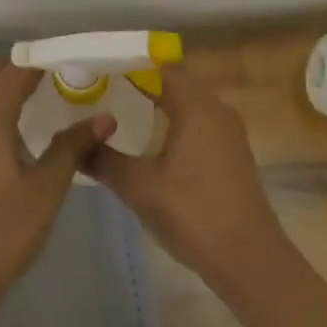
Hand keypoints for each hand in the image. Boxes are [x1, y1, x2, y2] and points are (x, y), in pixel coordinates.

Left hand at [0, 60, 114, 308]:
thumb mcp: (45, 190)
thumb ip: (72, 147)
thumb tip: (105, 117)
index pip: (20, 66)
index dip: (48, 58)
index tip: (78, 58)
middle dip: (29, 65)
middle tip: (65, 75)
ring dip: (10, 82)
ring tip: (47, 93)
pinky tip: (19, 123)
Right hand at [86, 66, 285, 284]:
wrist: (250, 262)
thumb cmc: (193, 213)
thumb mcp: (139, 186)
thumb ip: (104, 158)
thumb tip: (75, 141)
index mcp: (196, 105)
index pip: (159, 66)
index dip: (128, 63)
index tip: (98, 68)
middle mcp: (216, 108)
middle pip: (174, 80)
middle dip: (140, 80)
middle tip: (103, 86)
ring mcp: (228, 131)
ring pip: (188, 101)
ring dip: (158, 100)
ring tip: (121, 108)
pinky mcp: (231, 153)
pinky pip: (198, 120)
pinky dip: (174, 119)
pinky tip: (152, 138)